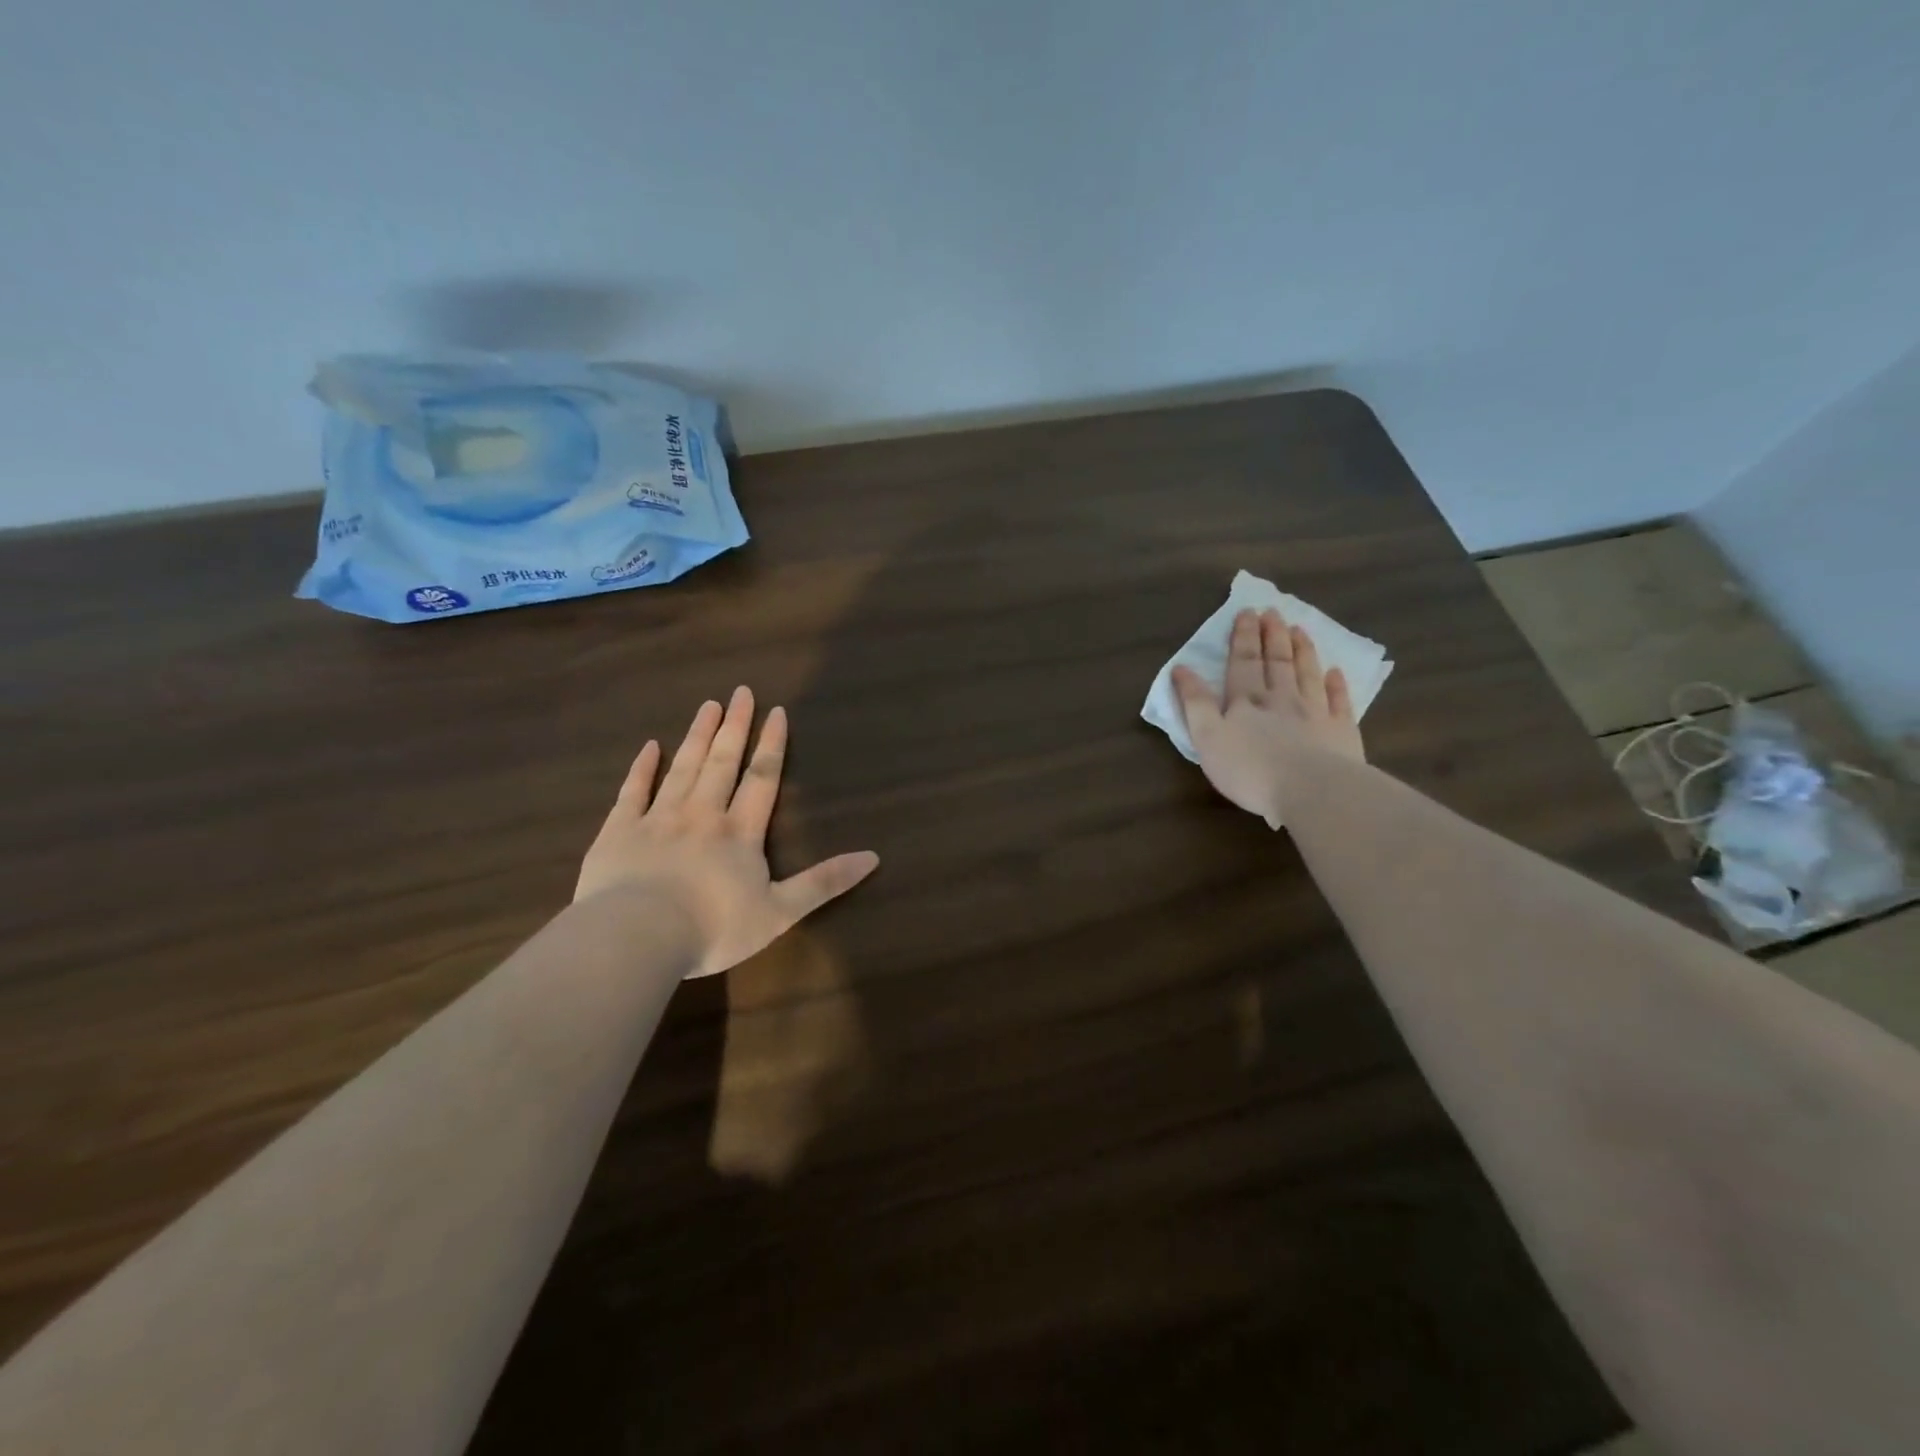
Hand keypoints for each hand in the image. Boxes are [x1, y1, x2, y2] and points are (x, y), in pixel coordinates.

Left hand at [575, 687, 879, 977]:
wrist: (636, 937)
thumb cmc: (713, 927)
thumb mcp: (780, 912)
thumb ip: (824, 882)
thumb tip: (873, 857)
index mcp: (740, 832)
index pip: (761, 778)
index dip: (771, 744)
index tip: (776, 711)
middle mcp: (702, 814)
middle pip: (722, 762)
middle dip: (734, 726)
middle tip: (741, 691)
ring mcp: (657, 819)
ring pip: (682, 768)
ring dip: (697, 736)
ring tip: (708, 706)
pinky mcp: (619, 832)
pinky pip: (632, 791)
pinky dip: (641, 768)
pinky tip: (649, 747)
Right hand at [1172, 608, 1364, 826]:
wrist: (1310, 790)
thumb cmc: (1249, 768)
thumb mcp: (1207, 737)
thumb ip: (1194, 702)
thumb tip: (1181, 668)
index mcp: (1246, 700)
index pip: (1243, 661)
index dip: (1243, 637)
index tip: (1246, 612)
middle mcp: (1282, 698)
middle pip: (1277, 661)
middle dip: (1272, 635)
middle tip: (1273, 611)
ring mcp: (1315, 713)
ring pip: (1307, 674)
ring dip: (1302, 650)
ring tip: (1299, 629)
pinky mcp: (1342, 732)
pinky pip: (1339, 702)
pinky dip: (1337, 685)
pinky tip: (1335, 672)